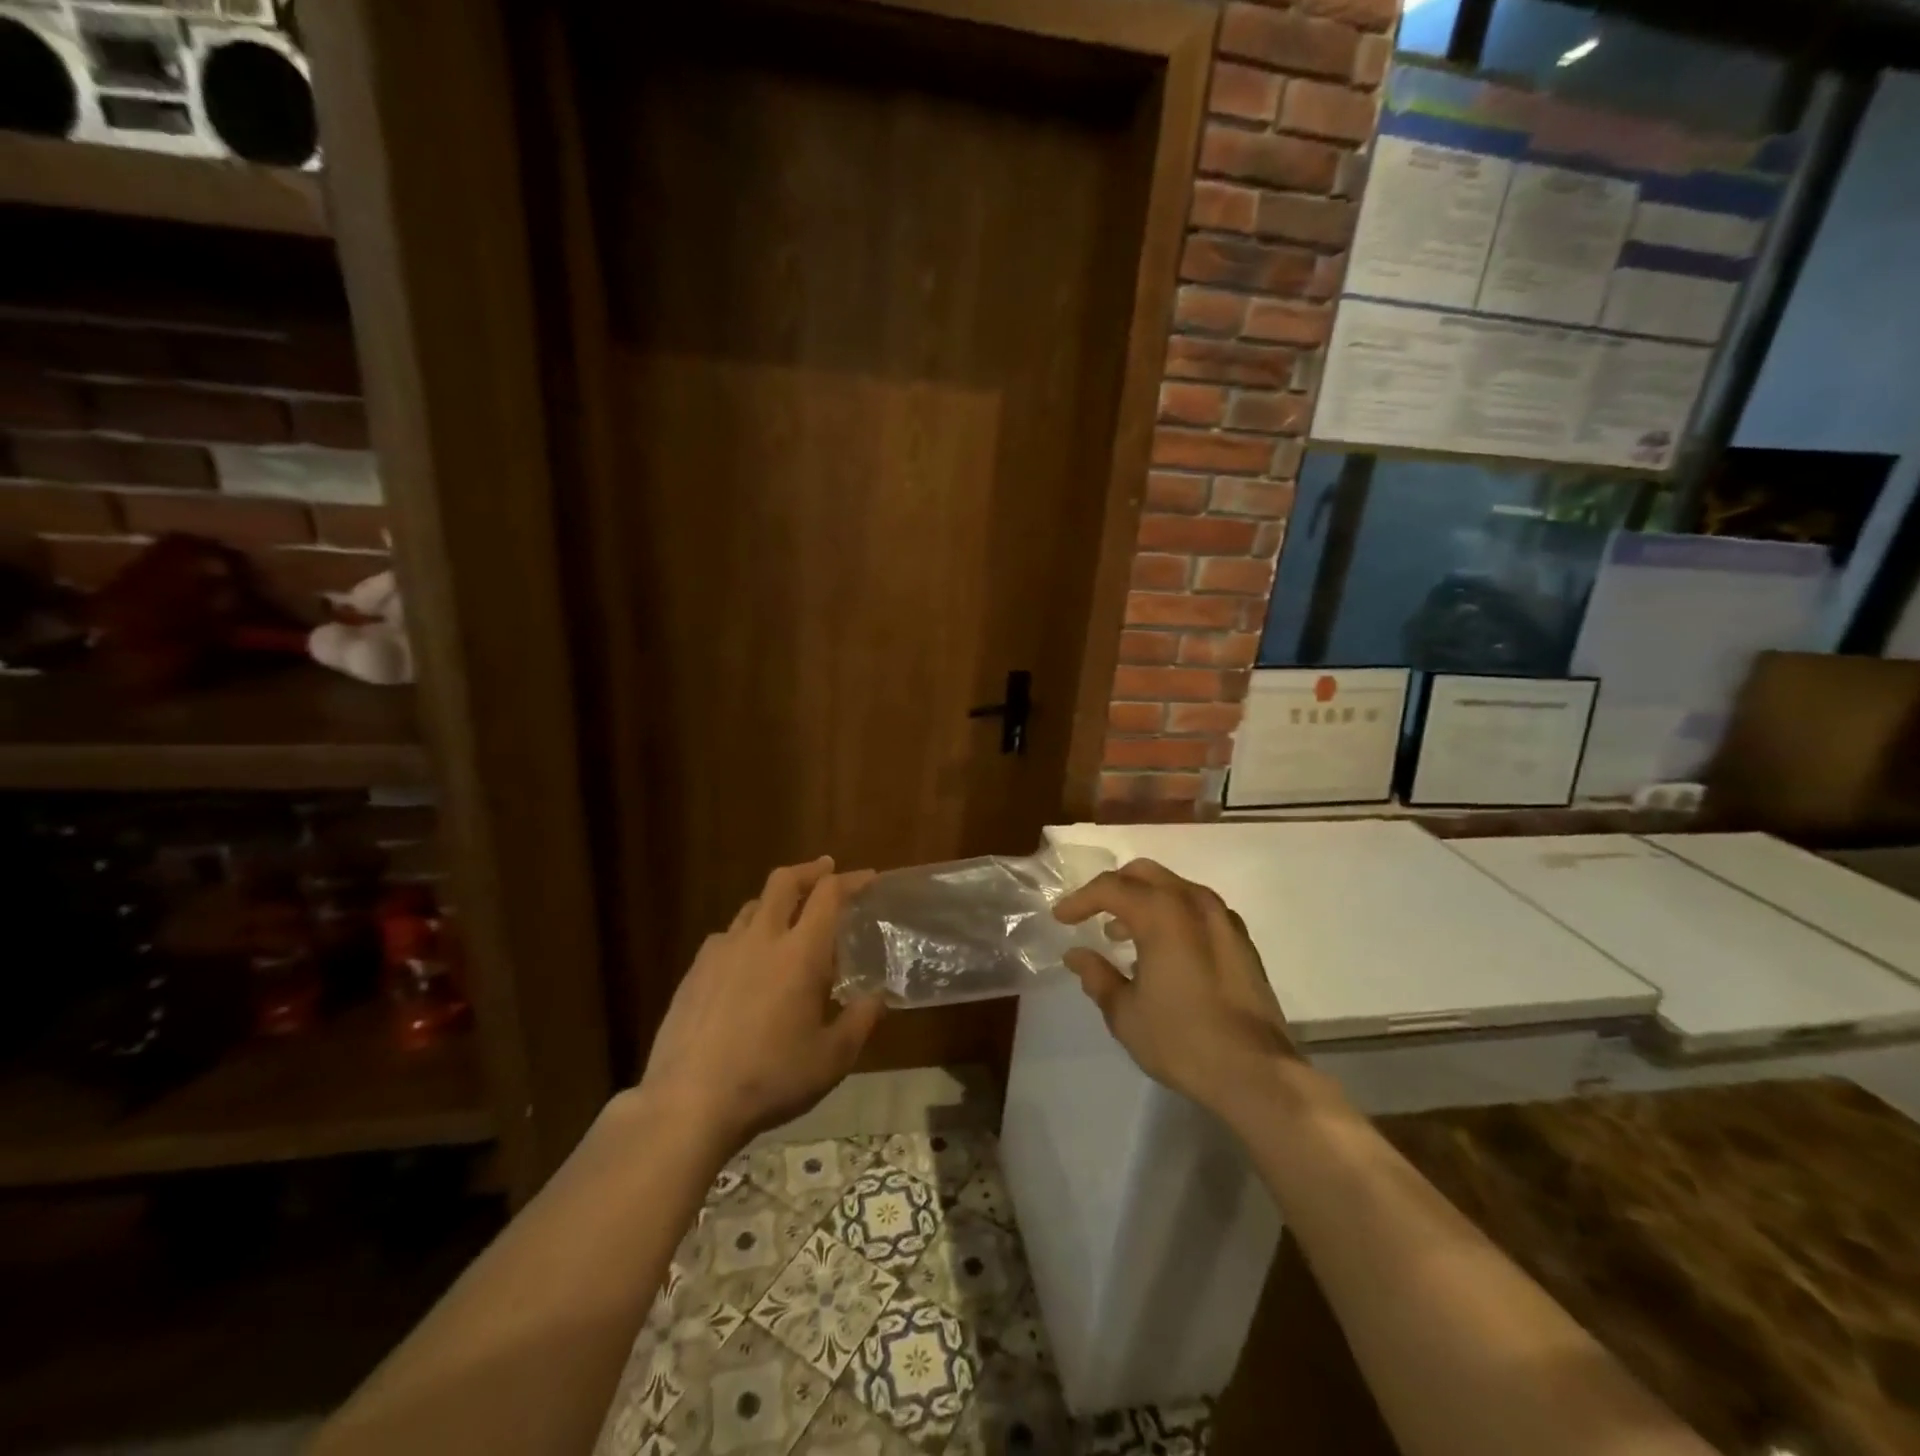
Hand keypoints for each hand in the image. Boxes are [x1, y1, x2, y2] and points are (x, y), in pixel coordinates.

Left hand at [640, 857, 885, 1151]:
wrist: (689, 1102)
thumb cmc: (771, 1078)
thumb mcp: (832, 1059)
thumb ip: (861, 1021)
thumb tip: (877, 997)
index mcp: (801, 953)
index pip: (829, 895)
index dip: (851, 880)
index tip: (867, 878)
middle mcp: (762, 939)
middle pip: (784, 882)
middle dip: (810, 870)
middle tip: (826, 871)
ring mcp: (722, 952)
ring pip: (752, 906)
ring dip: (776, 902)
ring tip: (788, 919)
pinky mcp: (694, 971)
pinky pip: (726, 937)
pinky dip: (746, 935)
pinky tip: (746, 961)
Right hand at [1054, 858, 1298, 1121]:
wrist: (1256, 1073)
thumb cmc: (1181, 1040)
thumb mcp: (1125, 1013)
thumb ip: (1097, 976)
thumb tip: (1077, 955)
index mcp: (1162, 913)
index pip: (1110, 888)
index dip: (1080, 900)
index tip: (1061, 918)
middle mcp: (1194, 903)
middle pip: (1145, 874)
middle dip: (1114, 888)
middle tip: (1092, 914)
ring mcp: (1223, 919)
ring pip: (1174, 887)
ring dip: (1144, 900)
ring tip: (1123, 935)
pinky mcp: (1242, 941)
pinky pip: (1197, 908)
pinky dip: (1172, 914)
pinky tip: (1163, 949)